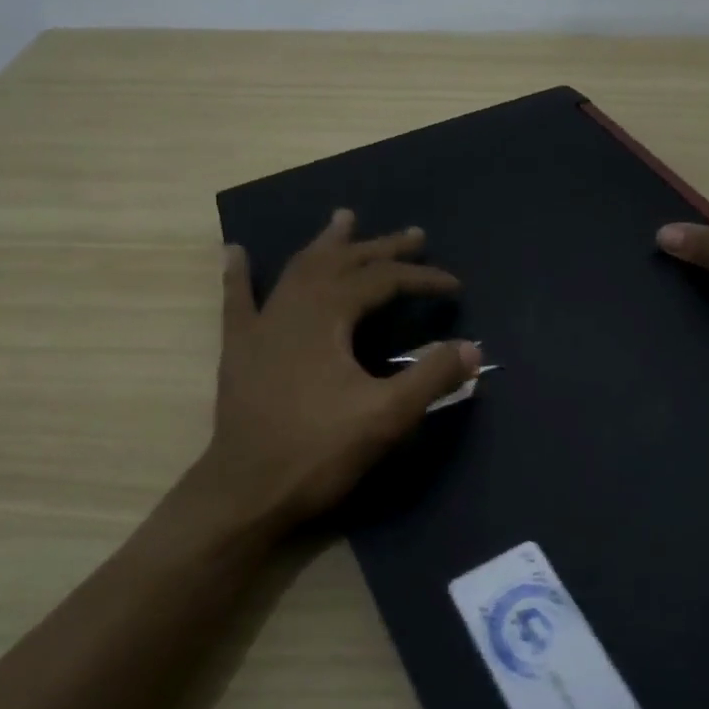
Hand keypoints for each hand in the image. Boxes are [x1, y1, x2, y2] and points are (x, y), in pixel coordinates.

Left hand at [199, 209, 481, 532]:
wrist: (245, 491)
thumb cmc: (318, 451)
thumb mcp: (386, 415)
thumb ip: (432, 377)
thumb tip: (474, 347)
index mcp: (328, 315)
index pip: (384, 281)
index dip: (422, 279)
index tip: (456, 287)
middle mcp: (294, 306)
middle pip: (344, 263)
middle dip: (383, 248)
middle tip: (415, 234)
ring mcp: (262, 324)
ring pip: (298, 269)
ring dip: (327, 244)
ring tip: (344, 218)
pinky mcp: (239, 348)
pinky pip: (238, 300)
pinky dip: (238, 274)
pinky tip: (234, 251)